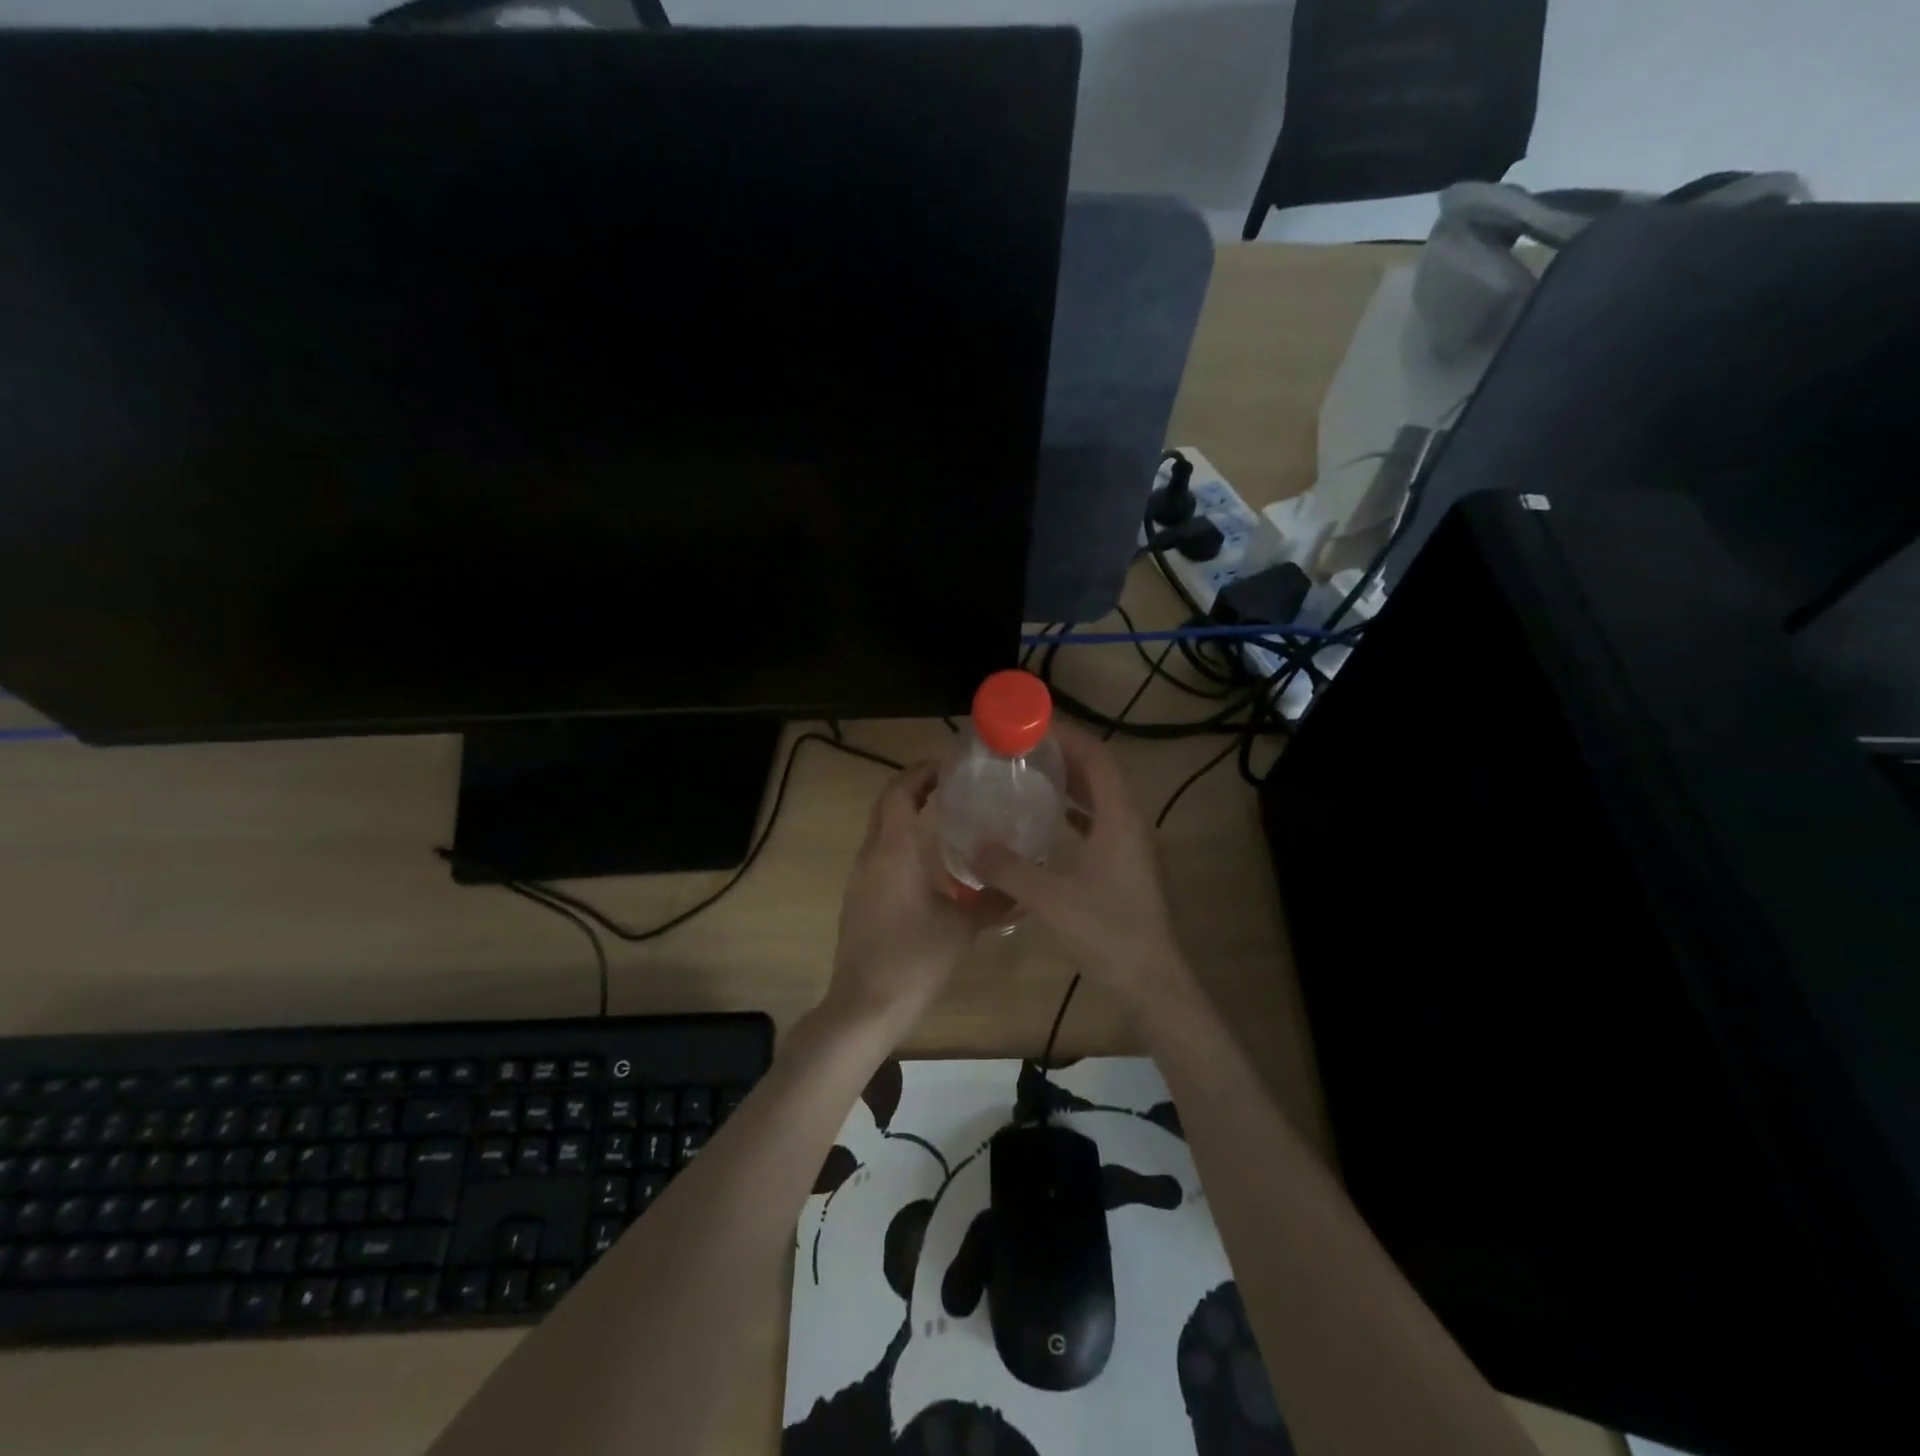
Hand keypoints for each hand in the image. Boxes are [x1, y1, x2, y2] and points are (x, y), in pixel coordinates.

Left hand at [825, 761, 978, 1037]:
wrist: (865, 1006)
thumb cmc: (915, 958)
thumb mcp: (962, 928)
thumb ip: (994, 903)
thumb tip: (1024, 892)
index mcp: (894, 850)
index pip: (900, 791)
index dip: (922, 772)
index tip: (951, 766)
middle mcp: (871, 854)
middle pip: (887, 803)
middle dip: (914, 787)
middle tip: (952, 785)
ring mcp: (860, 877)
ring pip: (880, 828)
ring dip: (906, 814)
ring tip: (945, 816)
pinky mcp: (858, 898)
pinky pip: (879, 853)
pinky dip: (900, 841)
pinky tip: (928, 861)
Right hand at [973, 722, 1192, 1008]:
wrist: (1151, 980)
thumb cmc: (1106, 932)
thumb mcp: (1050, 899)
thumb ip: (1009, 870)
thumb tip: (973, 846)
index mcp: (1119, 819)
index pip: (1095, 758)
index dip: (1066, 735)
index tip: (1031, 724)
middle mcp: (1130, 822)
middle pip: (1099, 772)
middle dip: (1064, 754)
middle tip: (1023, 746)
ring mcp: (1133, 844)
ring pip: (1102, 797)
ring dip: (1071, 781)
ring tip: (1032, 773)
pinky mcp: (1128, 865)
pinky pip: (1101, 821)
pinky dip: (1076, 810)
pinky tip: (1051, 819)